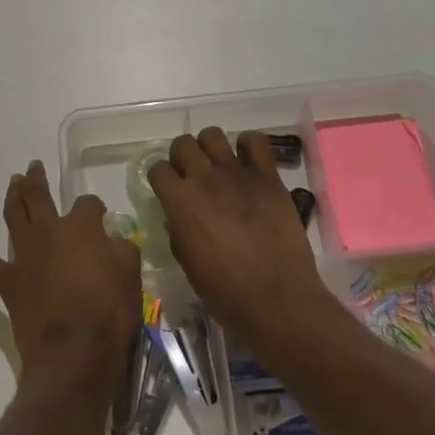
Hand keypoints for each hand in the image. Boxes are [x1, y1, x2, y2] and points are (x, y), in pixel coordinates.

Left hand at [0, 160, 141, 397]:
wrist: (73, 353)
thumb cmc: (108, 313)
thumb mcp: (130, 277)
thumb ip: (122, 251)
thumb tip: (114, 240)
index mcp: (81, 227)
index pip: (87, 204)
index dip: (94, 207)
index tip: (99, 216)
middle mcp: (48, 231)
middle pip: (39, 196)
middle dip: (37, 179)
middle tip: (33, 167)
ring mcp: (24, 254)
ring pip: (13, 215)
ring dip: (12, 196)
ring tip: (13, 183)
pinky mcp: (8, 281)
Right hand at [148, 129, 333, 345]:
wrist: (277, 299)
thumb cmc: (226, 292)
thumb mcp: (188, 265)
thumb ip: (178, 233)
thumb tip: (179, 217)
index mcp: (180, 202)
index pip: (157, 168)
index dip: (160, 178)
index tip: (167, 189)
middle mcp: (205, 179)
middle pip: (183, 144)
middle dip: (182, 157)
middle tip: (191, 176)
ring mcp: (238, 174)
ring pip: (213, 135)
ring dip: (210, 148)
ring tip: (218, 166)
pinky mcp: (268, 177)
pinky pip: (255, 141)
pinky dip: (248, 146)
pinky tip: (247, 163)